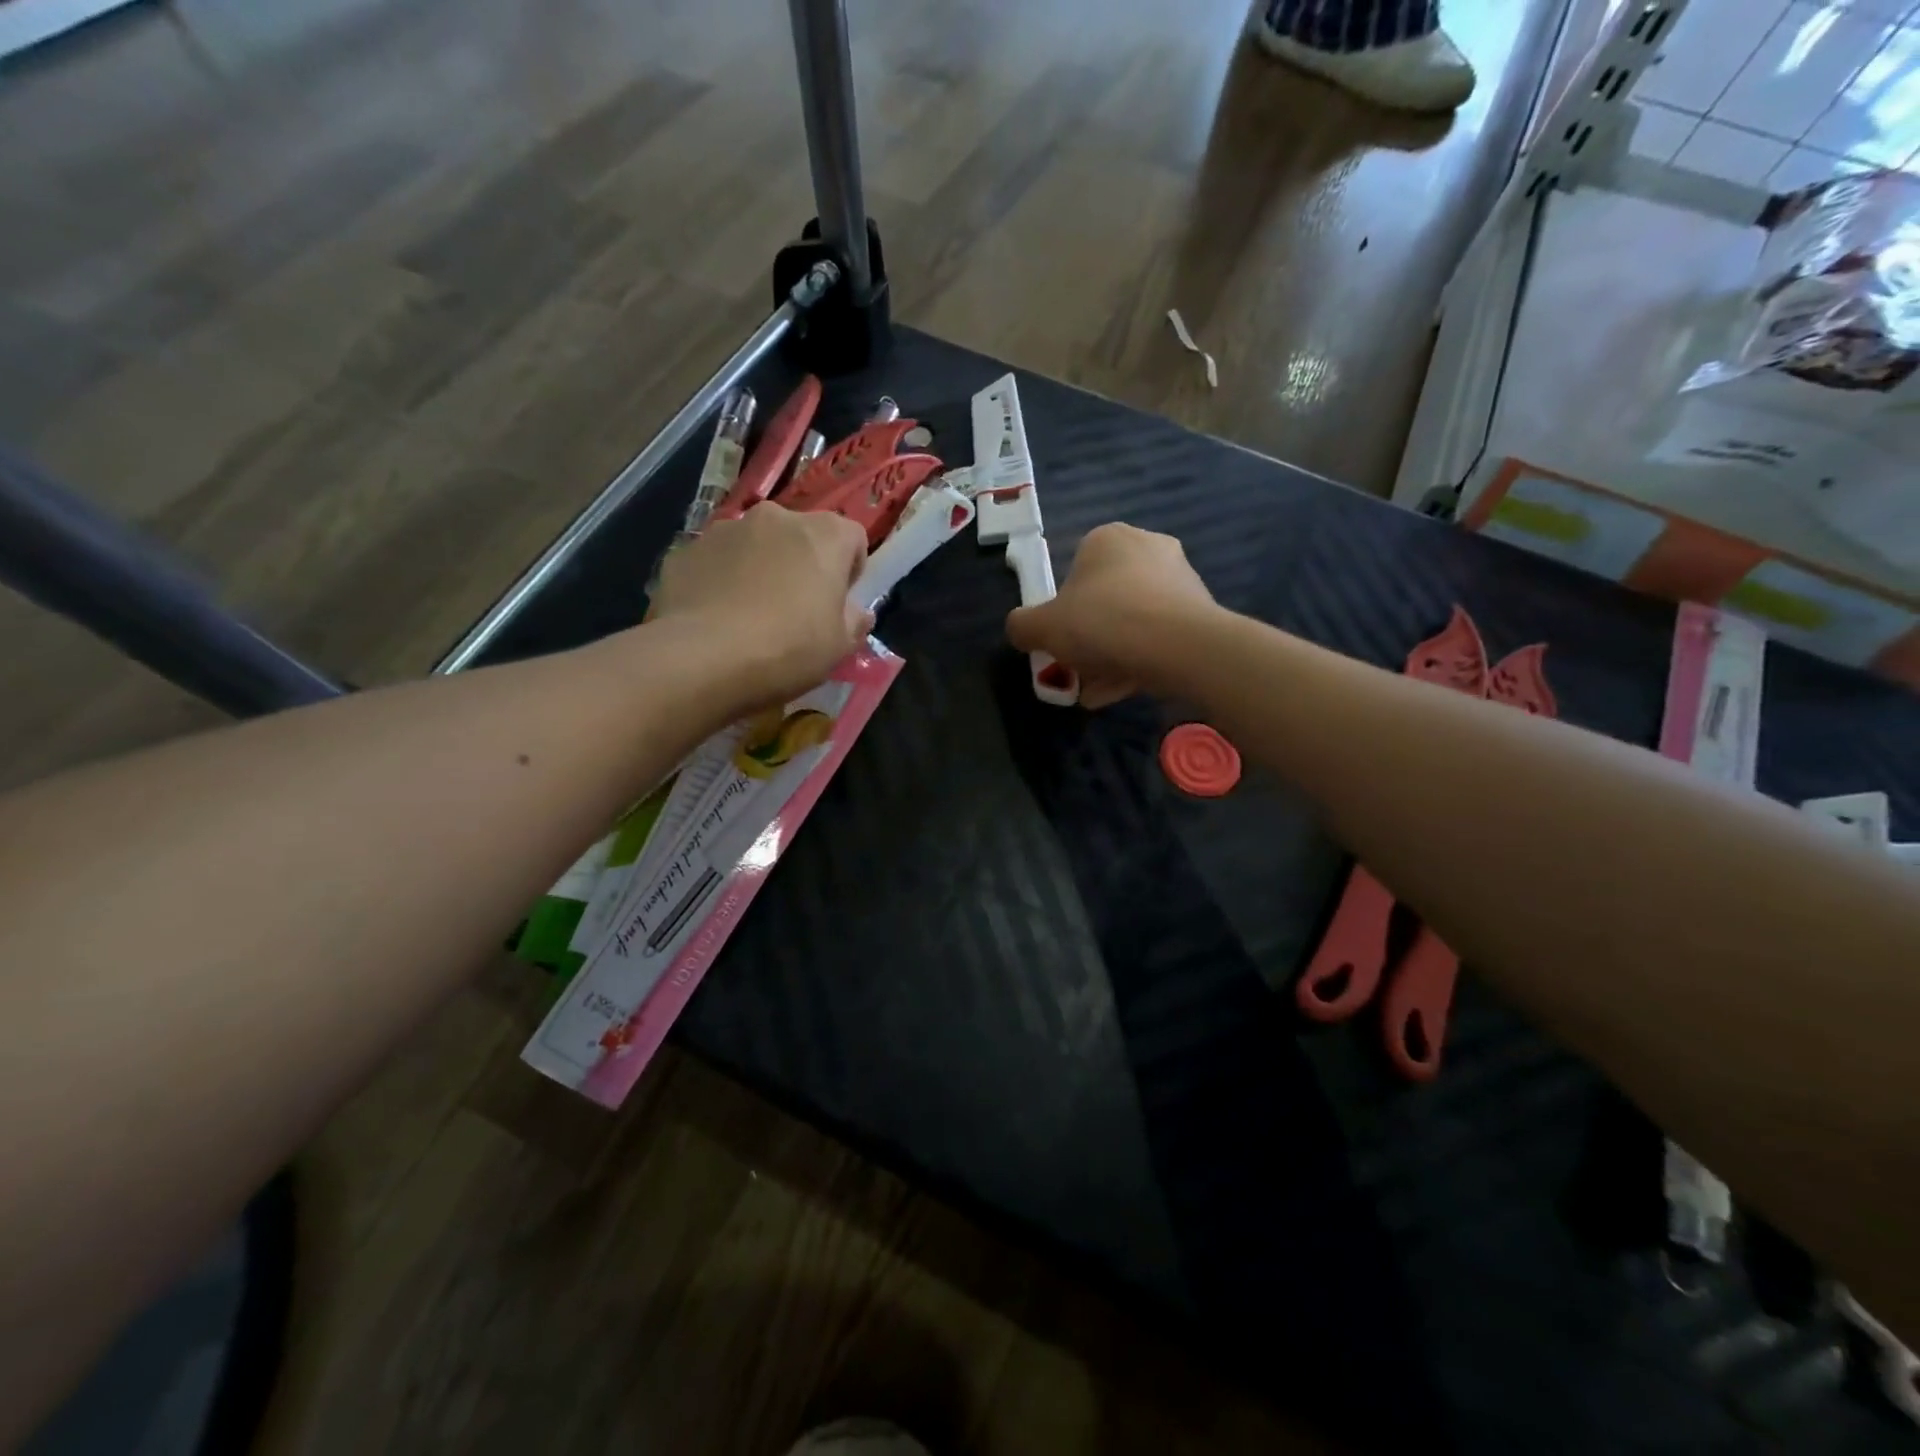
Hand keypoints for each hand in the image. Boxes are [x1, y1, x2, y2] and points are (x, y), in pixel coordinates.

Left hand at [651, 504, 872, 706]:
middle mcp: (776, 517)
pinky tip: (717, 619)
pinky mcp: (686, 549)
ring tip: (750, 617)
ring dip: (760, 569)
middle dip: (802, 565)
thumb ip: (854, 621)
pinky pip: (716, 562)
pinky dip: (721, 581)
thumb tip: (855, 612)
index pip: (852, 537)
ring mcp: (726, 529)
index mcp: (824, 535)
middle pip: (801, 536)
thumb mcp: (839, 647)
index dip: (850, 570)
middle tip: (795, 611)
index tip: (838, 603)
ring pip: (756, 546)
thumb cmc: (788, 648)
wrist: (701, 658)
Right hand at [1006, 523, 1215, 707]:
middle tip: (1078, 671)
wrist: (1182, 646)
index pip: (1074, 573)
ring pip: (1131, 622)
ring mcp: (1179, 577)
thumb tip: (1021, 630)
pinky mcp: (1201, 609)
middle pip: (1103, 601)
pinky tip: (1126, 690)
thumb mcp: (1042, 628)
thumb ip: (1021, 626)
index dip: (1062, 612)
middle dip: (1088, 640)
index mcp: (1107, 538)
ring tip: (1099, 692)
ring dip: (1111, 657)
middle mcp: (1147, 547)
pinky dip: (1140, 660)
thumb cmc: (1104, 623)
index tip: (1060, 642)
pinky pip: (1158, 636)